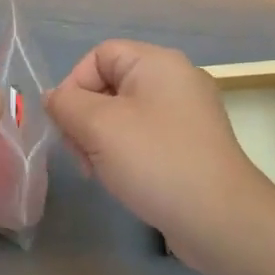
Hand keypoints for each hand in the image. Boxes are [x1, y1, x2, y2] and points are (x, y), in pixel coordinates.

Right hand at [46, 40, 273, 267]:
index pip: (99, 55)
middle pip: (111, 84)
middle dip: (85, 117)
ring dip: (101, 139)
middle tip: (80, 153)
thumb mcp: (98, 126)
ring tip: (98, 171)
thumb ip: (66, 104)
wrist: (220, 219)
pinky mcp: (191, 145)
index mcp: (158, 63)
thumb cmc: (155, 160)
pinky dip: (126, 152)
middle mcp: (176, 80)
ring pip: (125, 114)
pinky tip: (121, 179)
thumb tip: (54, 98)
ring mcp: (188, 114)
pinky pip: (146, 136)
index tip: (65, 123)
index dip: (74, 84)